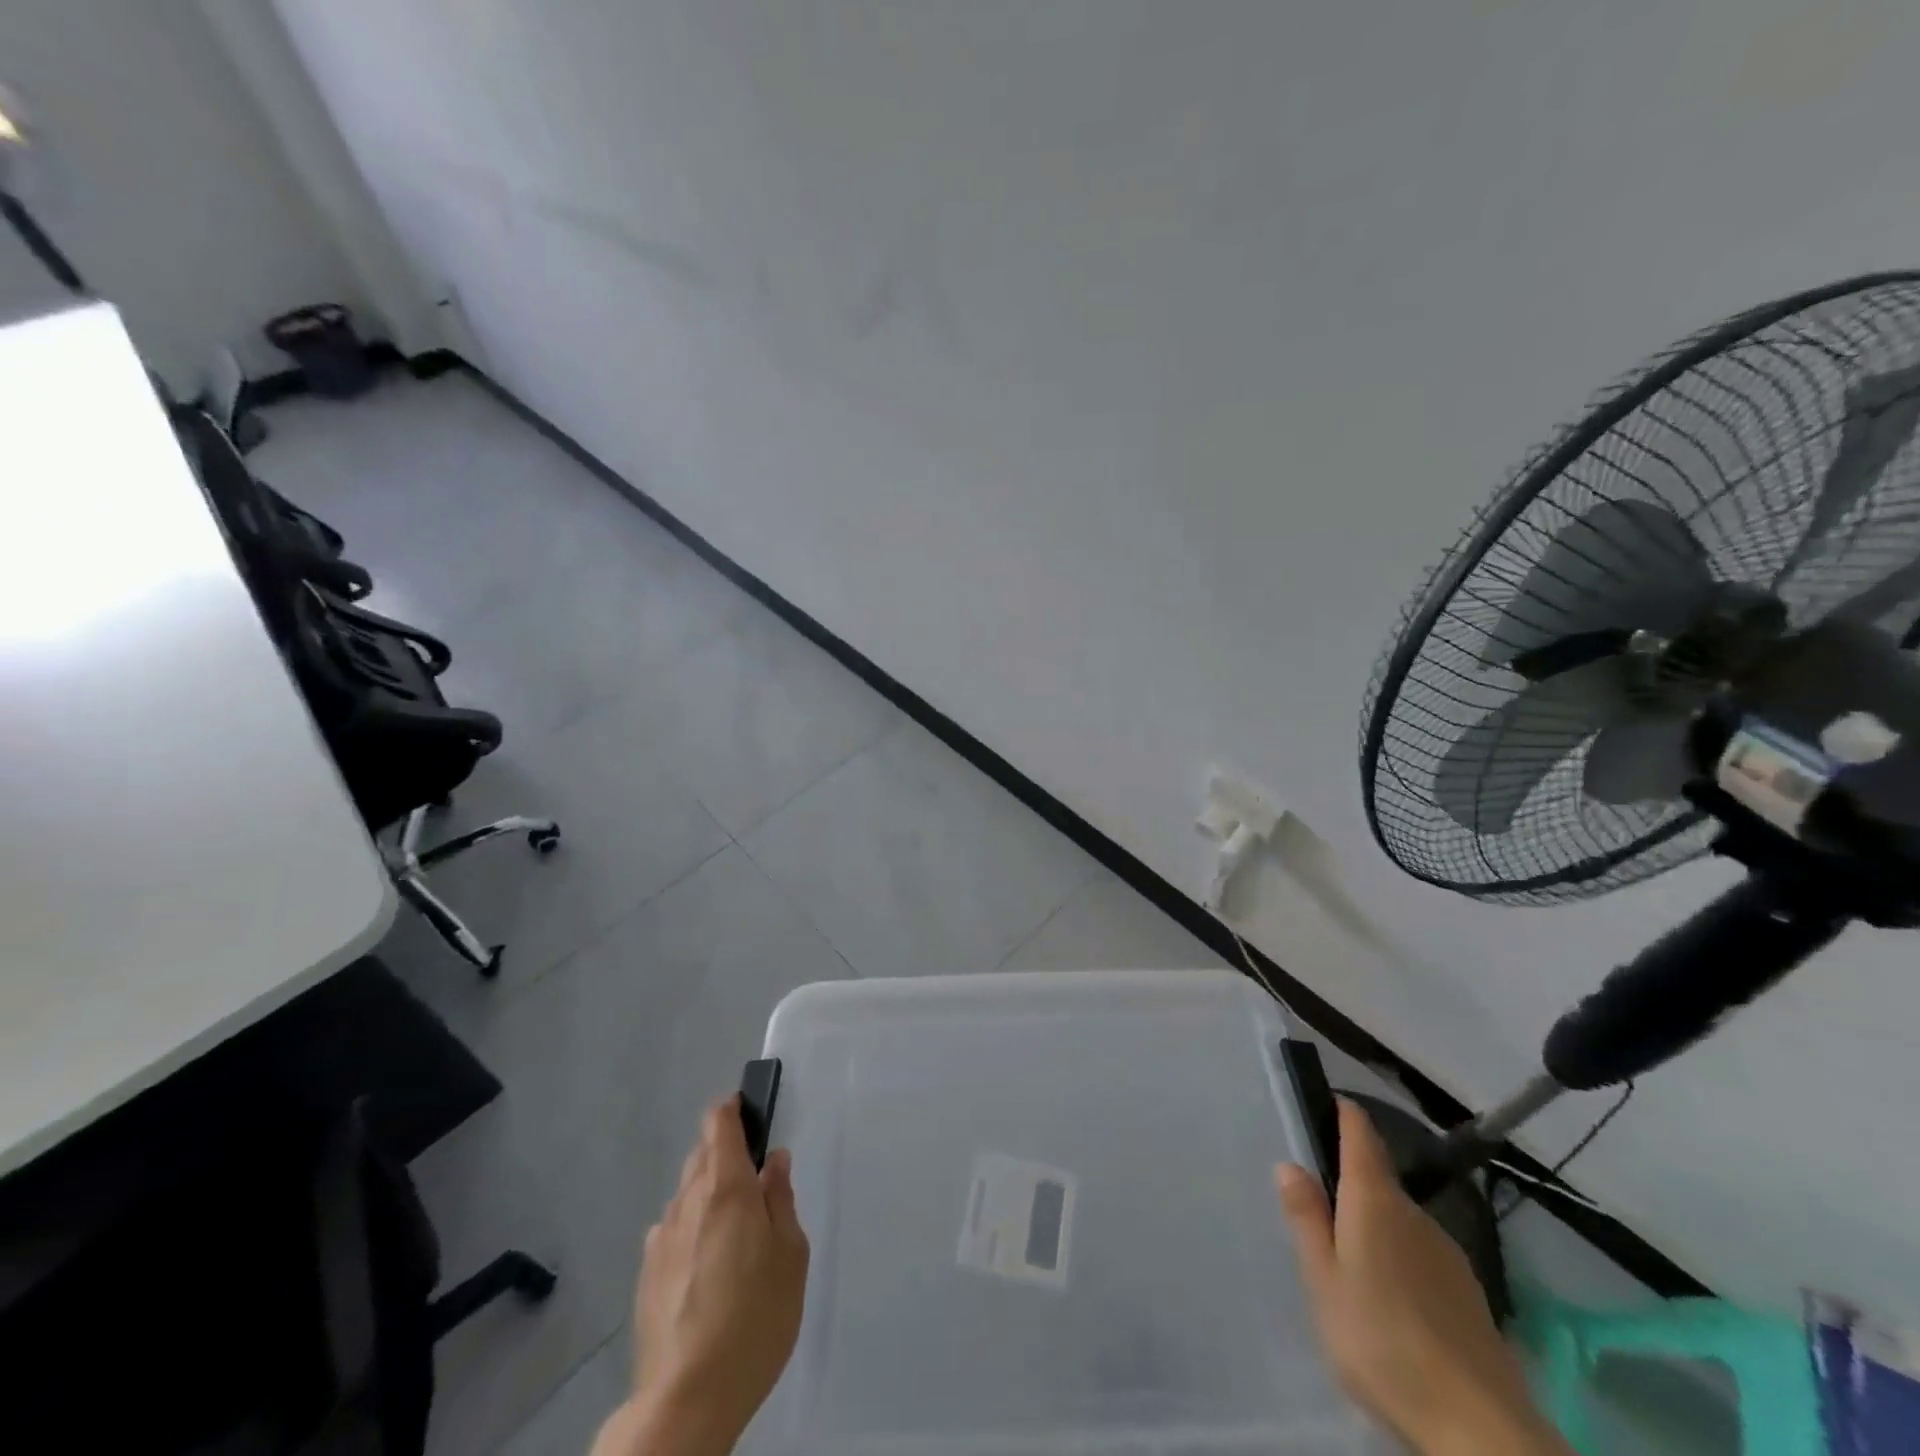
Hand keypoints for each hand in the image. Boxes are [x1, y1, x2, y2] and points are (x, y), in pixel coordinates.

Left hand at [595, 1096, 810, 1455]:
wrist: (687, 1399)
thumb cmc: (755, 1318)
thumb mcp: (790, 1255)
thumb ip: (781, 1199)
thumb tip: (774, 1160)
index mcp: (726, 1189)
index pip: (719, 1125)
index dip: (732, 1109)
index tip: (749, 1110)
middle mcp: (688, 1202)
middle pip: (702, 1155)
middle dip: (725, 1153)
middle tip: (755, 1181)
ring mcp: (661, 1239)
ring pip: (687, 1193)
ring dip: (709, 1193)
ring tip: (735, 1231)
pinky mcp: (647, 1275)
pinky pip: (673, 1231)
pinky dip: (692, 1229)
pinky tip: (708, 1267)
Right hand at [1276, 1100, 1570, 1455]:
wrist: (1480, 1427)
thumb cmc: (1381, 1340)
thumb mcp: (1323, 1280)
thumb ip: (1307, 1218)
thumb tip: (1291, 1164)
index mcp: (1374, 1200)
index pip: (1361, 1132)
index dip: (1344, 1113)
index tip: (1325, 1103)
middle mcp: (1414, 1213)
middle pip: (1378, 1178)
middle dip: (1349, 1185)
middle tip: (1318, 1213)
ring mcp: (1447, 1252)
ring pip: (1400, 1221)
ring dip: (1375, 1228)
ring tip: (1350, 1267)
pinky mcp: (1468, 1292)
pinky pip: (1421, 1256)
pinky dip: (1400, 1261)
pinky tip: (1390, 1303)